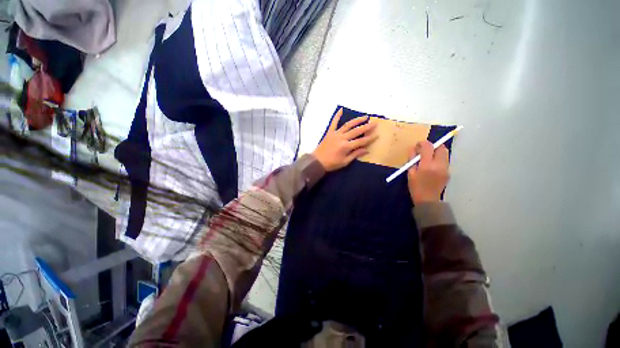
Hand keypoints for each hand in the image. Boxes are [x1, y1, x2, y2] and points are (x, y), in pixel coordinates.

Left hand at [312, 108, 377, 171]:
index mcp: (346, 146)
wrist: (317, 161)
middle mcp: (342, 138)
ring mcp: (335, 134)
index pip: (361, 141)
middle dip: (366, 127)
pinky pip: (333, 123)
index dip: (369, 138)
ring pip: (348, 125)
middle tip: (375, 123)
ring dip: (357, 120)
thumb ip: (355, 154)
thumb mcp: (345, 162)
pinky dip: (337, 116)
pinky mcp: (329, 132)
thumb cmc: (331, 163)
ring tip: (365, 117)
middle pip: (356, 131)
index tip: (377, 134)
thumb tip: (366, 150)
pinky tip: (341, 110)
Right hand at [408, 141, 449, 203]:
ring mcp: (446, 168)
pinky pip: (445, 161)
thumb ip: (412, 159)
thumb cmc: (416, 187)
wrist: (428, 200)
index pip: (428, 147)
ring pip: (445, 153)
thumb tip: (413, 149)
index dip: (423, 143)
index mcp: (427, 165)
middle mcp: (439, 165)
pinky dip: (438, 159)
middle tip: (425, 150)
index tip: (418, 145)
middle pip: (441, 148)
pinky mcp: (448, 172)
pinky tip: (432, 166)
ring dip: (437, 152)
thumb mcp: (410, 173)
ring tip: (428, 158)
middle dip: (433, 146)